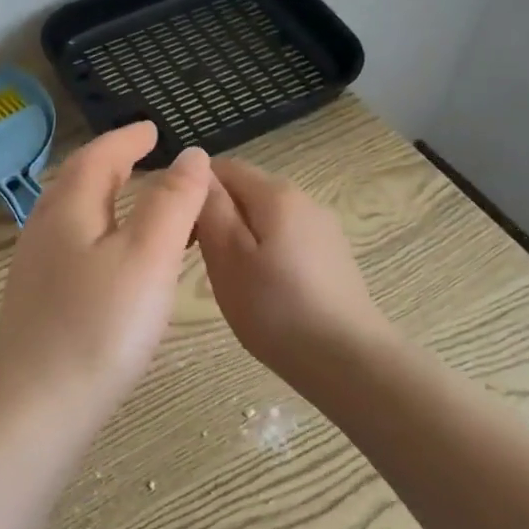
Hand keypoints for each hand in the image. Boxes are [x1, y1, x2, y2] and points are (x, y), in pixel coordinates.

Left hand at [0, 123, 211, 407]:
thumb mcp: (147, 257)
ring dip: (105, 198)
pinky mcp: (38, 301)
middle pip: (79, 181)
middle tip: (146, 158)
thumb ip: (172, 203)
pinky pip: (73, 245)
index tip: (154, 129)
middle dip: (113, 163)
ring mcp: (35, 267)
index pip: (98, 156)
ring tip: (137, 202)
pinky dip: (101, 232)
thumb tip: (191, 155)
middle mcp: (44, 229)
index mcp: (68, 209)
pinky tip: (115, 259)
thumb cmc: (99, 327)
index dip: (128, 139)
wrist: (34, 409)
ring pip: (74, 215)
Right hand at [195, 158, 394, 385]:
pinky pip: (286, 241)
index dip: (194, 190)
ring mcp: (323, 229)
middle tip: (198, 259)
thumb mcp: (227, 257)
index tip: (178, 228)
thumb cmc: (276, 309)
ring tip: (229, 280)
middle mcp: (304, 199)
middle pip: (246, 191)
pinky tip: (264, 292)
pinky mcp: (333, 257)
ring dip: (240, 238)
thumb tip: (197, 168)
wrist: (349, 362)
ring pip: (266, 219)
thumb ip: (211, 208)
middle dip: (217, 215)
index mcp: (276, 193)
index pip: (224, 167)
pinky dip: (265, 255)